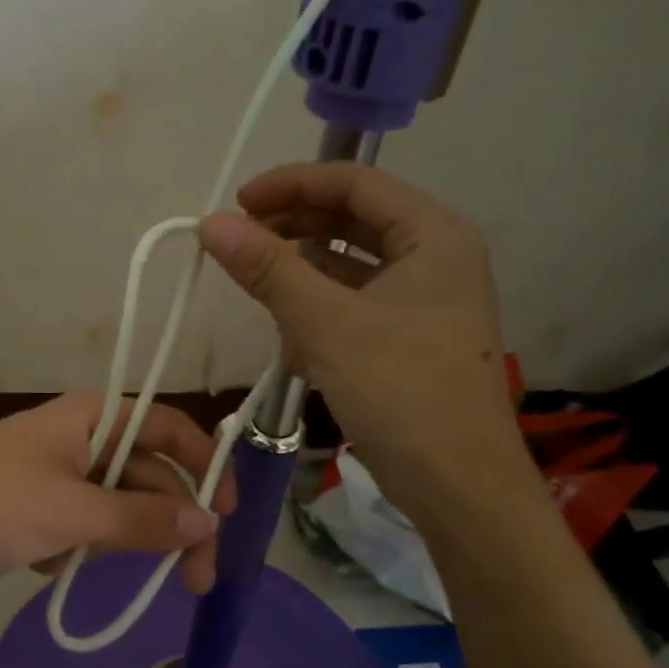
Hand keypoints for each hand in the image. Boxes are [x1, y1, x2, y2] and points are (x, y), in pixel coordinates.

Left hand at [0, 394, 235, 601]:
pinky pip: (90, 528)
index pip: (166, 429)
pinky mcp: (42, 515)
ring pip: (122, 507)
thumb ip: (143, 517)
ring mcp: (61, 479)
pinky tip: (59, 565)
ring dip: (137, 541)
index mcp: (91, 418)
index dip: (203, 462)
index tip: (227, 510)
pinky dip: (90, 549)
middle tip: (198, 575)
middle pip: (149, 475)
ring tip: (156, 583)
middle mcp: (81, 441)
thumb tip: (208, 523)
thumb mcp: (74, 510)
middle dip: (176, 521)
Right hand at [198, 163, 529, 513]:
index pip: (355, 182)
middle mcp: (435, 257)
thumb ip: (267, 268)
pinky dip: (320, 311)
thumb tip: (210, 223)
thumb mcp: (325, 323)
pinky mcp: (410, 338)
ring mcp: (425, 300)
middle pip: (352, 220)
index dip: (291, 184)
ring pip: (351, 265)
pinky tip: (291, 337)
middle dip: (293, 228)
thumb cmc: (400, 390)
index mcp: (433, 234)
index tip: (236, 203)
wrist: (457, 485)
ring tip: (258, 289)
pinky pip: (355, 304)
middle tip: (238, 243)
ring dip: (303, 273)